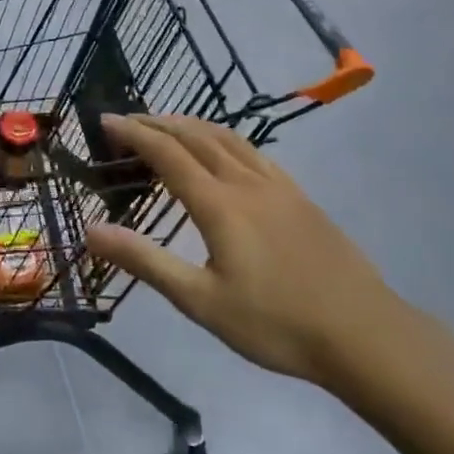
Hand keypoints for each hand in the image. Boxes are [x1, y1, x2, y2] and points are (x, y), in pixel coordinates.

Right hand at [85, 114, 420, 404]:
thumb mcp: (201, 301)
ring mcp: (277, 186)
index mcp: (219, 204)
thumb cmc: (275, 323)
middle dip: (157, 122)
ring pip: (227, 138)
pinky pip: (254, 152)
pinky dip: (225, 138)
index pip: (167, 153)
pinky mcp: (300, 196)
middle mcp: (246, 182)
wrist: (362, 332)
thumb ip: (145, 261)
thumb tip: (91, 230)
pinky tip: (225, 150)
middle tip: (127, 121)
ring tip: (167, 124)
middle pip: (195, 136)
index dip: (134, 133)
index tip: (106, 121)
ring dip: (191, 125)